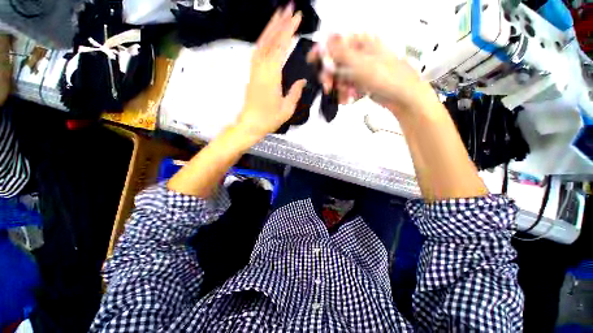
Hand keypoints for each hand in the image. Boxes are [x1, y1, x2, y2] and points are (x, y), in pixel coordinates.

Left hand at [236, 5, 306, 140]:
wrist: (250, 124)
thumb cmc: (269, 119)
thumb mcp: (286, 109)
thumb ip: (295, 92)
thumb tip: (302, 81)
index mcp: (271, 76)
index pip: (280, 47)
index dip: (289, 31)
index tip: (297, 18)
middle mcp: (261, 68)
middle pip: (270, 40)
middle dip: (280, 22)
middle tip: (290, 8)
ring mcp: (254, 70)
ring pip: (262, 43)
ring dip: (270, 27)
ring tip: (280, 15)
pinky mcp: (252, 73)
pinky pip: (257, 52)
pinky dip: (264, 40)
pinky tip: (269, 36)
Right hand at [310, 34, 433, 115]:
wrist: (402, 97)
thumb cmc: (385, 77)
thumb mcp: (361, 63)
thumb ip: (340, 53)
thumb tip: (323, 41)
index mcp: (362, 42)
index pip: (336, 41)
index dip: (322, 50)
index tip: (312, 59)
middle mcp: (360, 53)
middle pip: (336, 61)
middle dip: (331, 76)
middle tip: (327, 87)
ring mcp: (361, 69)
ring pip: (340, 76)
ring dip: (339, 88)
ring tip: (346, 96)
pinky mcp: (362, 82)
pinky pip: (347, 86)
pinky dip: (346, 93)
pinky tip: (350, 98)